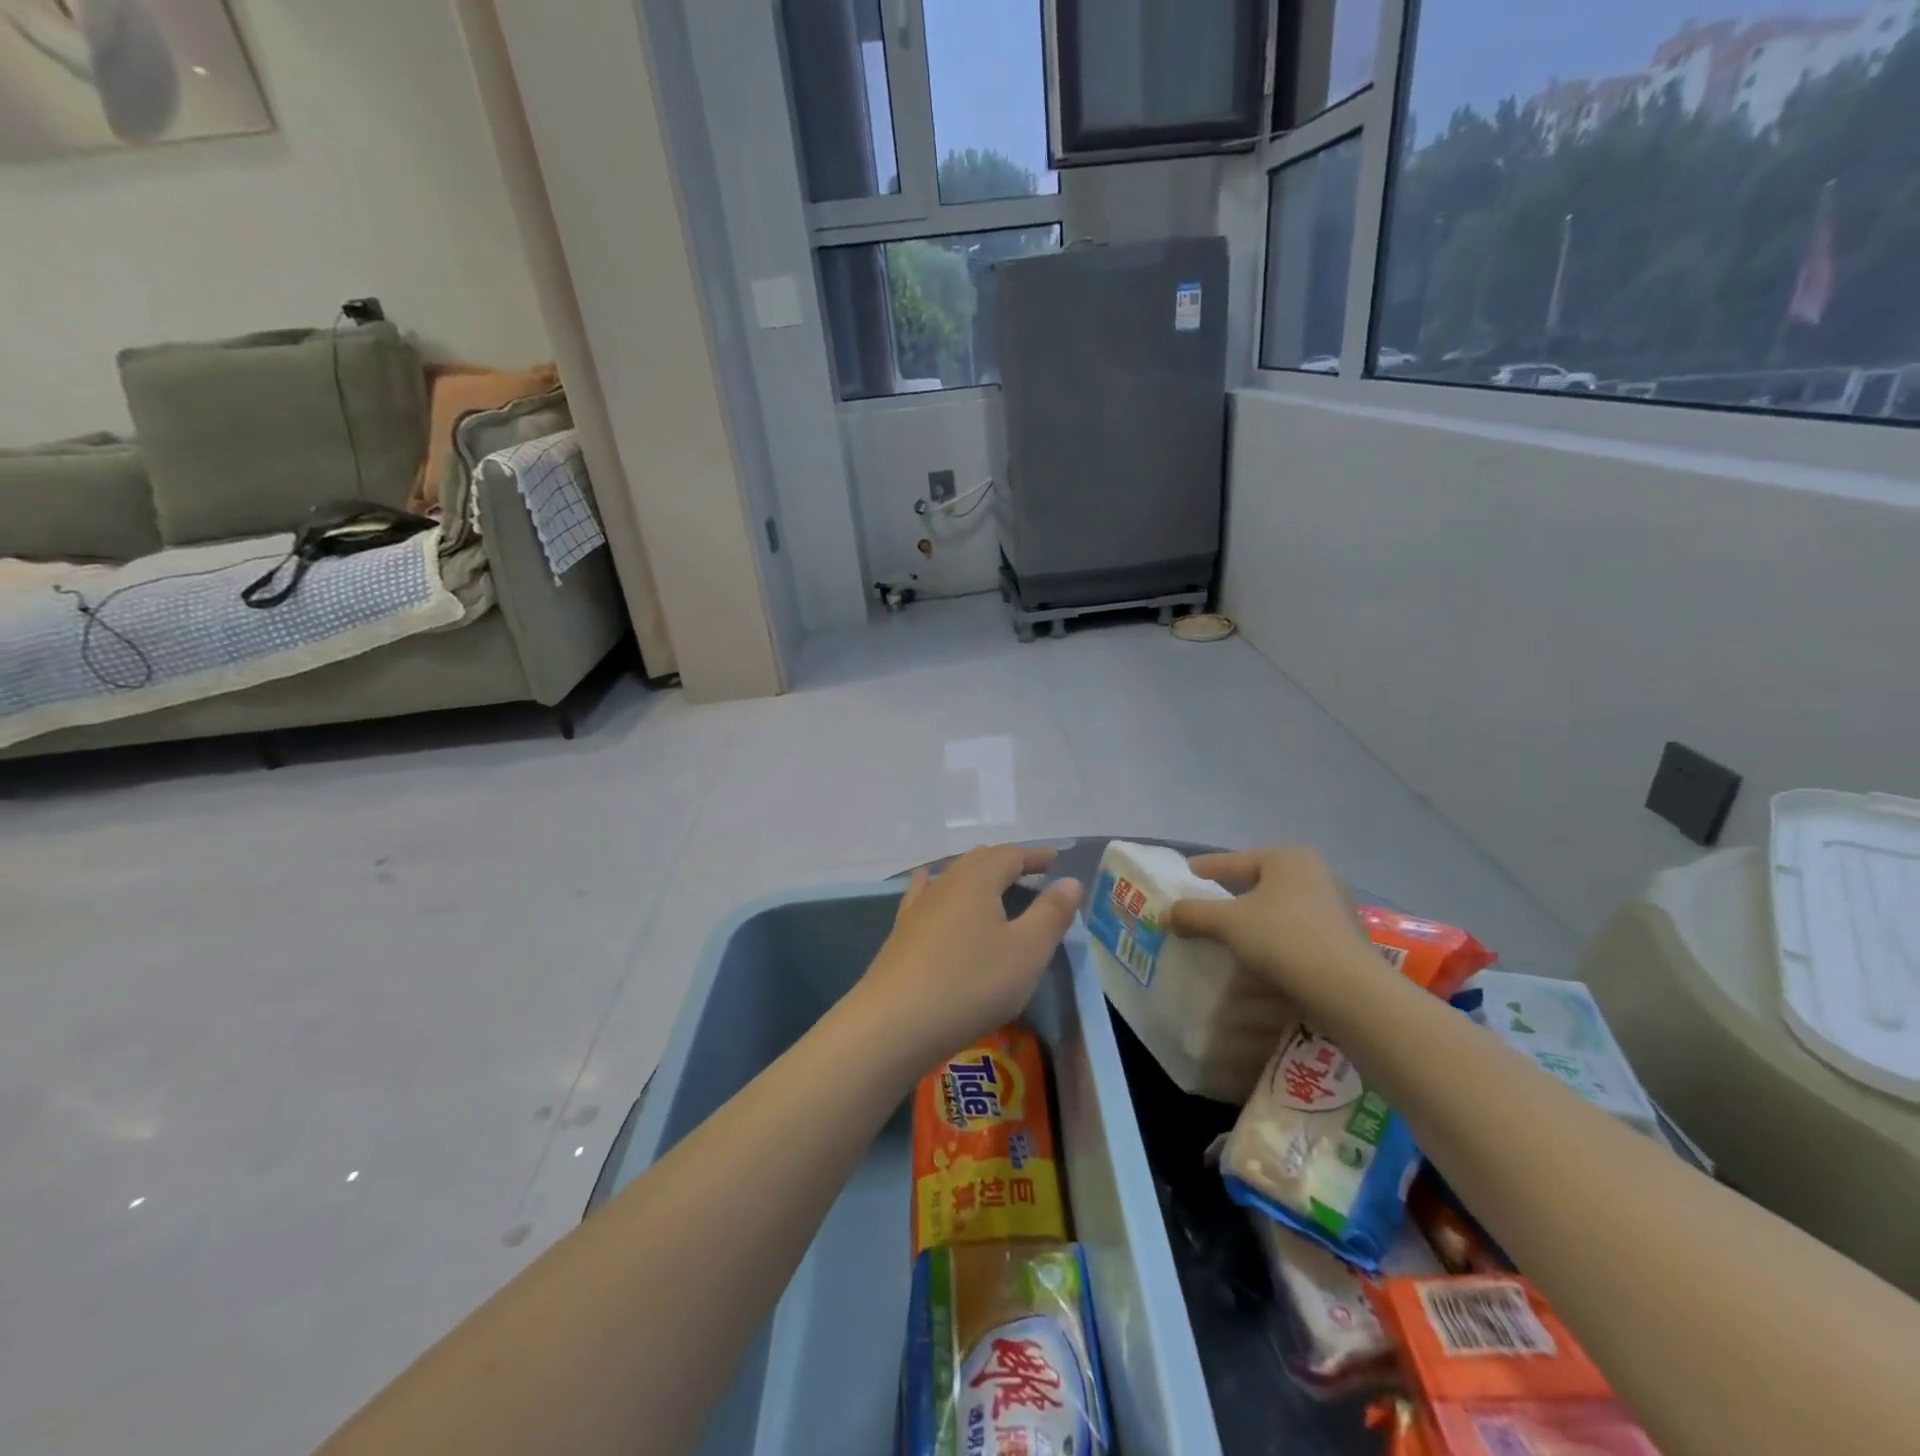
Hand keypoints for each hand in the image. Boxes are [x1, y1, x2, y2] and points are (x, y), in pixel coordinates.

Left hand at [855, 845, 1083, 1065]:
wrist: (893, 1023)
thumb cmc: (970, 984)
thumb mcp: (1026, 952)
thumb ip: (1051, 915)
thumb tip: (1070, 882)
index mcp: (978, 880)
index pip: (1010, 855)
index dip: (1034, 856)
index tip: (1054, 860)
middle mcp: (945, 884)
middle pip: (979, 860)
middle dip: (1006, 862)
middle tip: (1029, 871)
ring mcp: (918, 908)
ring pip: (951, 877)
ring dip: (975, 875)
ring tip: (990, 880)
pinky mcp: (901, 933)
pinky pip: (924, 896)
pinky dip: (936, 887)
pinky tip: (926, 884)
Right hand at [1168, 847, 1380, 1002]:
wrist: (1348, 990)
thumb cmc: (1283, 939)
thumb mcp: (1227, 923)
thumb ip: (1193, 913)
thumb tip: (1166, 913)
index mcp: (1287, 858)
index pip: (1233, 860)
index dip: (1204, 870)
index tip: (1184, 876)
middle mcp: (1315, 872)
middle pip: (1259, 881)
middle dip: (1232, 894)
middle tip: (1205, 907)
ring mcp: (1336, 904)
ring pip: (1280, 906)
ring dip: (1255, 917)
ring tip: (1231, 934)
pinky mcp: (1345, 936)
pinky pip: (1298, 928)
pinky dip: (1277, 936)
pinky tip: (1263, 954)